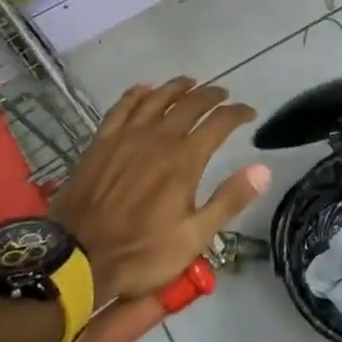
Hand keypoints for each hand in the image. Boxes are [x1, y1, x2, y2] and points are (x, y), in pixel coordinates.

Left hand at [51, 78, 268, 301]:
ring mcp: (126, 137)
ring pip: (156, 98)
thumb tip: (263, 169)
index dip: (238, 113)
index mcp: (185, 160)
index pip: (219, 123)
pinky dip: (135, 94)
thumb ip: (229, 199)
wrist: (77, 259)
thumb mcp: (194, 237)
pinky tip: (143, 88)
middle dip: (211, 95)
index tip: (249, 112)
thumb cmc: (142, 253)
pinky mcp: (101, 143)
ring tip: (190, 82)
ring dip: (176, 87)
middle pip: (190, 104)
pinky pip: (121, 108)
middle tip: (223, 95)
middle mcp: (158, 138)